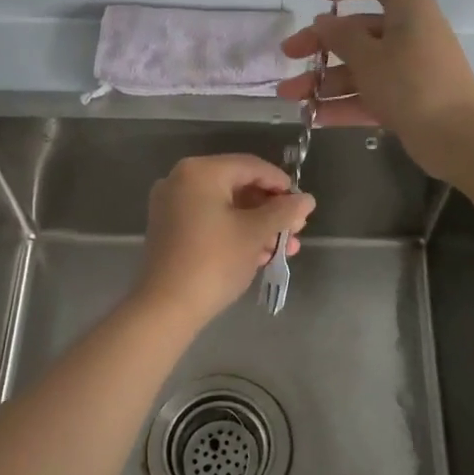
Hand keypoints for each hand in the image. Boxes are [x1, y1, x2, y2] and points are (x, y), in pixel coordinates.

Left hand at [134, 154, 315, 327]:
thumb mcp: (255, 233)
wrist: (166, 307)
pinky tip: (260, 254)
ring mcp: (172, 206)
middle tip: (296, 229)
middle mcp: (181, 180)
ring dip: (257, 225)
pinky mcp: (170, 230)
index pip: (251, 166)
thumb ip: (284, 212)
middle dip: (271, 210)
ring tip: (284, 247)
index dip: (281, 184)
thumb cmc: (215, 261)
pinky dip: (235, 232)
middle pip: (238, 186)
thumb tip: (307, 199)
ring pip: (226, 207)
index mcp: (200, 172)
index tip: (302, 205)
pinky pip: (210, 221)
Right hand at [276, 0, 473, 179]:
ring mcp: (409, 70)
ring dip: (325, 80)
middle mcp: (410, 34)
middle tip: (289, 55)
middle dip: (321, 44)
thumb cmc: (410, 84)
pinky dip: (345, 103)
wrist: (457, 137)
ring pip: (361, 67)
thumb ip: (340, 37)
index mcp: (408, 10)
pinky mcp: (408, 101)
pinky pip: (371, 95)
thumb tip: (324, 22)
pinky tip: (313, 116)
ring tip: (290, 96)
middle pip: (359, 30)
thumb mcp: (368, 57)